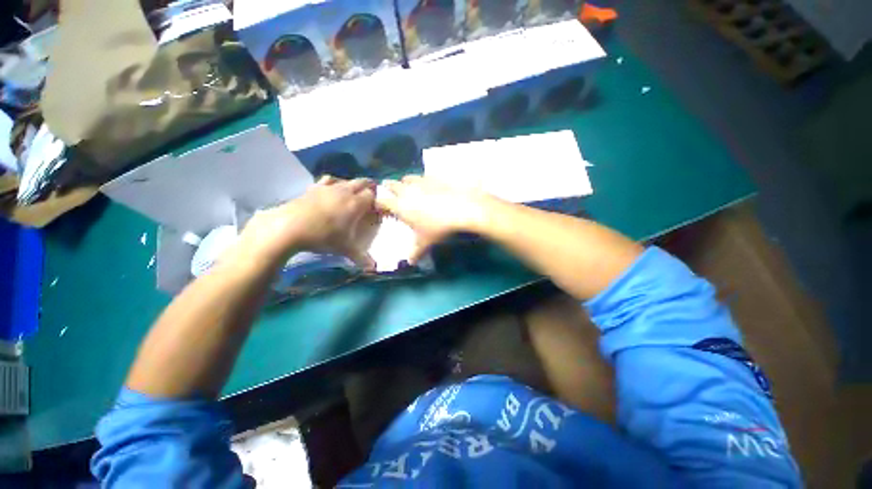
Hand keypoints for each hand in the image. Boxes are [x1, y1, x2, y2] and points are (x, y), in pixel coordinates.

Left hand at [231, 176, 377, 270]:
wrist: (292, 225)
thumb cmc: (323, 236)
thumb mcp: (343, 249)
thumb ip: (360, 257)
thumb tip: (373, 268)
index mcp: (356, 203)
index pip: (372, 195)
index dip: (377, 200)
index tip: (377, 207)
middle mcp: (345, 191)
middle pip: (362, 182)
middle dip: (368, 187)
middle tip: (369, 196)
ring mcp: (329, 187)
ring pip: (346, 180)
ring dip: (351, 184)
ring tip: (350, 194)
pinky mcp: (314, 187)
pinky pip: (328, 180)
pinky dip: (333, 183)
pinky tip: (330, 190)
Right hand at [376, 175, 491, 262]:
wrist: (463, 208)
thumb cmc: (438, 227)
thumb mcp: (425, 242)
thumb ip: (415, 252)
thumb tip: (410, 262)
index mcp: (399, 205)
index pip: (381, 201)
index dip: (378, 203)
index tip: (380, 208)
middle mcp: (406, 190)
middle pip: (390, 184)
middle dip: (388, 188)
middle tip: (390, 194)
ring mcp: (420, 181)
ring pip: (407, 178)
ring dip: (405, 182)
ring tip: (408, 189)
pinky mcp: (435, 176)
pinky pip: (423, 176)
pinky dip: (422, 181)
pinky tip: (429, 187)